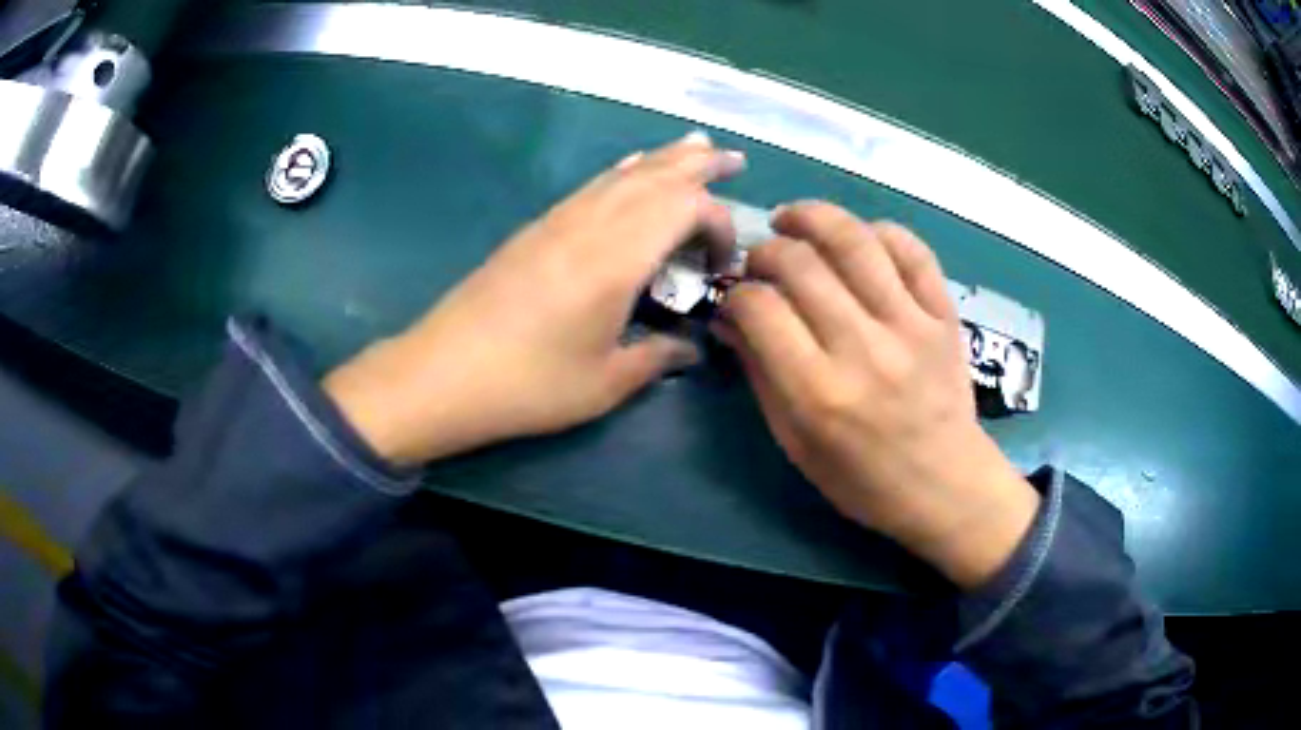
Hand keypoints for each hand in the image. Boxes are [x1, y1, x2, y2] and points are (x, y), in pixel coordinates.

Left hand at [324, 133, 744, 465]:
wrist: (443, 373)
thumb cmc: (529, 384)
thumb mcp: (605, 383)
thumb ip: (657, 358)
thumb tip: (690, 349)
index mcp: (618, 257)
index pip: (687, 207)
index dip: (718, 225)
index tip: (721, 265)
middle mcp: (592, 223)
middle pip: (657, 174)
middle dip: (700, 166)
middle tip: (734, 160)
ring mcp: (560, 219)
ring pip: (623, 172)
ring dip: (664, 159)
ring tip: (696, 147)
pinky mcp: (537, 227)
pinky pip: (594, 184)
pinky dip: (625, 171)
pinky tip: (631, 171)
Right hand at [715, 203, 1039, 588]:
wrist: (944, 485)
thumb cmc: (862, 479)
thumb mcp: (795, 443)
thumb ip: (761, 375)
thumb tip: (730, 317)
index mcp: (819, 393)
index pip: (762, 308)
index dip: (738, 293)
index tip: (738, 299)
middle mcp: (864, 349)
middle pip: (801, 263)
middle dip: (767, 251)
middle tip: (762, 263)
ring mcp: (910, 326)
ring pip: (855, 241)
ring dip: (813, 217)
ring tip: (794, 220)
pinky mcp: (943, 315)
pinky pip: (912, 250)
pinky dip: (879, 232)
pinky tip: (859, 239)